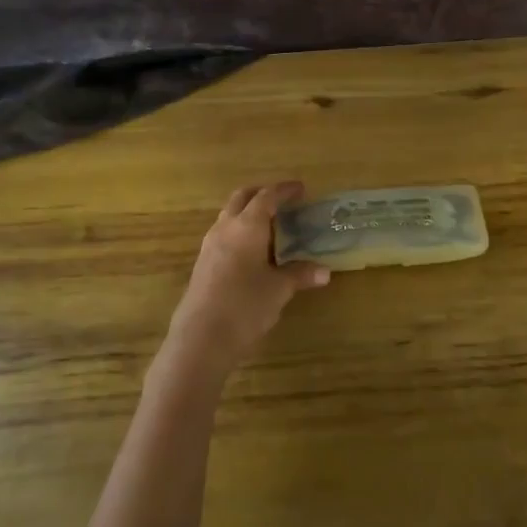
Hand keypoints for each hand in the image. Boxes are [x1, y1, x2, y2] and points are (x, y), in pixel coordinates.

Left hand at [165, 182, 328, 382]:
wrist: (201, 338)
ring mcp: (209, 245)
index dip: (284, 190)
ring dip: (247, 212)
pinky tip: (251, 251)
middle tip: (282, 200)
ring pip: (229, 215)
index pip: (267, 196)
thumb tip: (325, 272)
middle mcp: (226, 228)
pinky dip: (239, 231)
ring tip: (269, 225)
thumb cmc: (246, 305)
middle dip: (262, 193)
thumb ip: (300, 274)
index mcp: (247, 226)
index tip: (300, 188)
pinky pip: (223, 234)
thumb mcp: (279, 289)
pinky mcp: (202, 263)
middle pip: (242, 198)